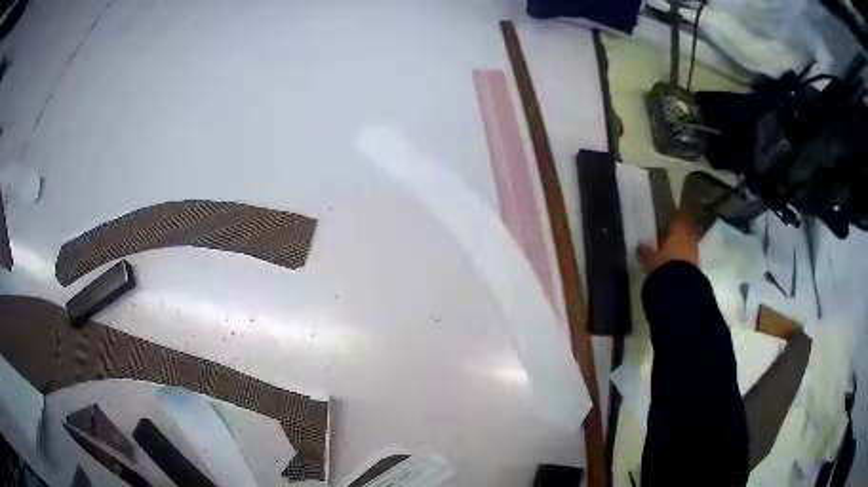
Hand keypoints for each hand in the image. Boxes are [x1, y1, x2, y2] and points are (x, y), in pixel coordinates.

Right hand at [637, 211, 699, 273]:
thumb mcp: (650, 259)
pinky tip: (676, 266)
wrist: (680, 289)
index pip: (678, 219)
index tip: (671, 216)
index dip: (675, 217)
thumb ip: (645, 251)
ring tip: (672, 254)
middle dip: (678, 235)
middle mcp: (689, 239)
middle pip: (684, 233)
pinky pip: (689, 259)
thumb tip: (639, 246)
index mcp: (678, 231)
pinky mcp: (697, 268)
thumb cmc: (664, 266)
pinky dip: (683, 260)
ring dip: (681, 249)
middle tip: (669, 237)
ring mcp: (694, 253)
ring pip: (687, 246)